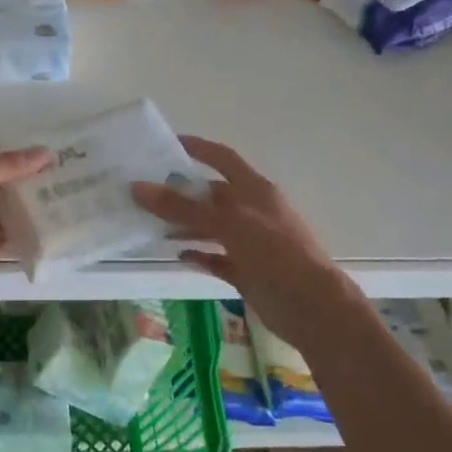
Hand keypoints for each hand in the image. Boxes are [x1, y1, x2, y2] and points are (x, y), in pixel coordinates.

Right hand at [132, 137, 361, 353]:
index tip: (166, 143)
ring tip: (152, 226)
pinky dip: (199, 254)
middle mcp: (252, 211)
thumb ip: (183, 207)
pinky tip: (178, 255)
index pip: (223, 158)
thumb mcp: (228, 223)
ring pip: (211, 227)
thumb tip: (138, 187)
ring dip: (185, 225)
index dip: (197, 148)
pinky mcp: (247, 271)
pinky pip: (216, 258)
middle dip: (182, 192)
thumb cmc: (274, 253)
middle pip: (212, 194)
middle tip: (145, 192)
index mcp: (255, 190)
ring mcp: (251, 242)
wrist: (312, 307)